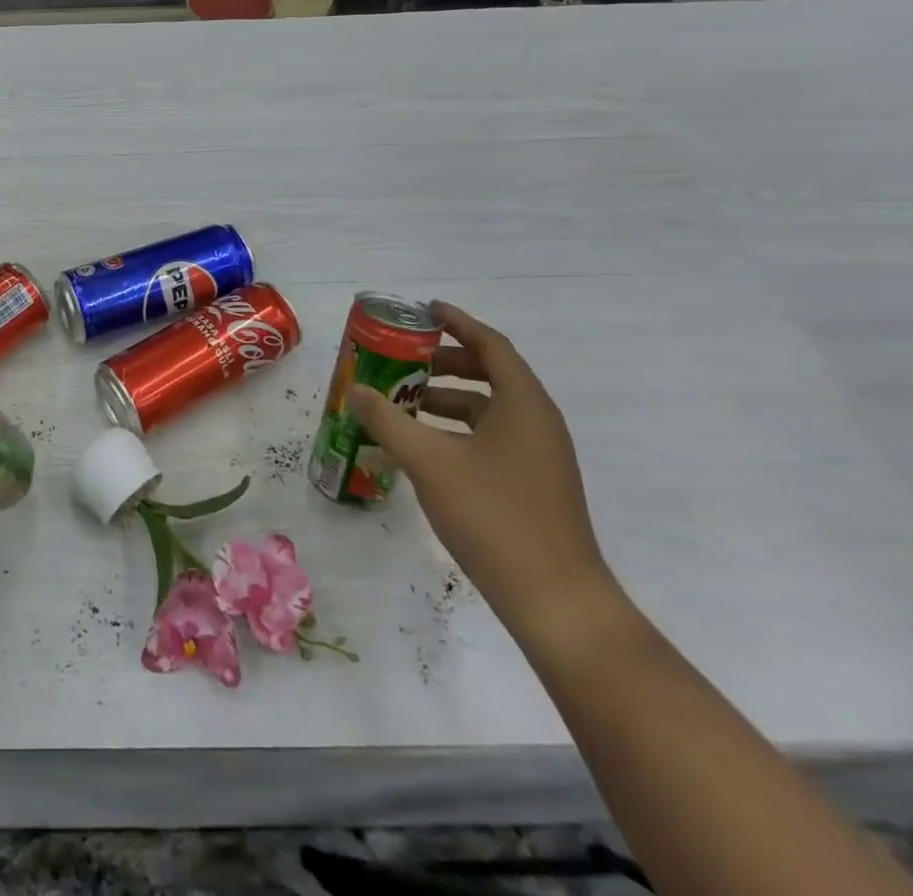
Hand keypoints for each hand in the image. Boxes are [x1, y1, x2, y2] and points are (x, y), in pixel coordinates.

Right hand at [348, 302, 617, 642]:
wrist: (555, 601)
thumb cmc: (494, 517)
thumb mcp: (429, 462)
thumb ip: (387, 421)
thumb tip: (356, 390)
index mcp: (523, 405)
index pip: (491, 345)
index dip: (457, 322)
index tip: (423, 310)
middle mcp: (537, 422)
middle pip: (491, 373)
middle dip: (445, 361)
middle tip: (403, 358)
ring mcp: (539, 456)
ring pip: (489, 408)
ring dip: (447, 397)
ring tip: (403, 401)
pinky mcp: (533, 483)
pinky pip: (491, 436)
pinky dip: (457, 428)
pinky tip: (424, 445)